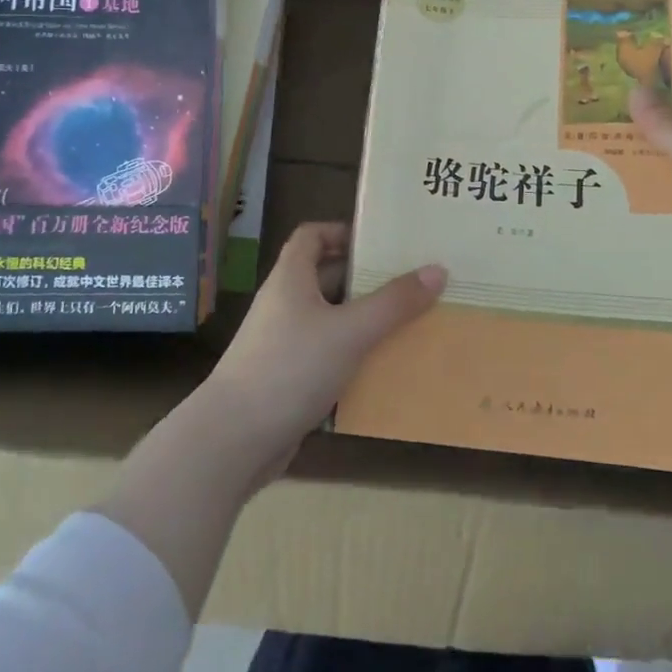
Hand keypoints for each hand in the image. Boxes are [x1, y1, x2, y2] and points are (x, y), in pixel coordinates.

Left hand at [205, 222, 445, 468]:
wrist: (234, 439)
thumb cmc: (290, 368)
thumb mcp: (350, 331)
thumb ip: (394, 302)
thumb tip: (437, 270)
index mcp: (291, 278)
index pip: (312, 235)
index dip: (342, 232)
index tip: (381, 243)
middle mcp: (285, 304)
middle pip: (326, 277)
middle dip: (366, 279)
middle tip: (411, 284)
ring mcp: (284, 343)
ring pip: (330, 320)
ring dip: (364, 321)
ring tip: (409, 324)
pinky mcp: (288, 379)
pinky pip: (327, 356)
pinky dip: (353, 357)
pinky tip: (384, 369)